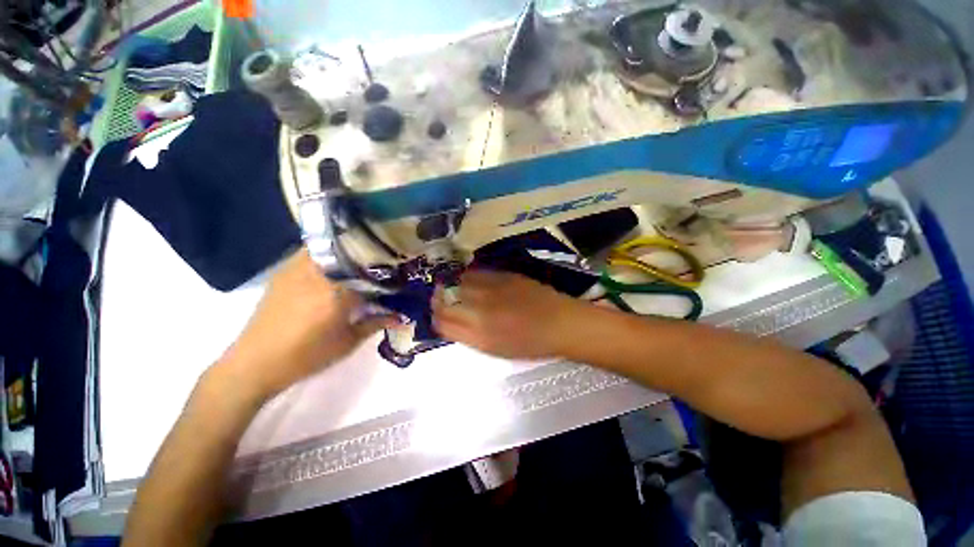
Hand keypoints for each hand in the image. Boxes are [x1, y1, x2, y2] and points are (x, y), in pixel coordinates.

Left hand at [216, 250, 398, 399]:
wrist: (254, 364)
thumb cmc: (306, 356)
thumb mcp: (348, 342)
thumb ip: (376, 323)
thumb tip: (402, 317)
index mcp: (335, 292)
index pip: (368, 270)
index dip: (384, 267)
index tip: (396, 269)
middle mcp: (315, 274)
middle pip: (348, 251)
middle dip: (366, 253)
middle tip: (381, 260)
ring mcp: (295, 270)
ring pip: (328, 247)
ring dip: (346, 251)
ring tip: (360, 260)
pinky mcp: (283, 273)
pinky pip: (310, 253)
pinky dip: (327, 254)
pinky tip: (334, 267)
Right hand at [432, 270, 583, 359]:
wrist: (560, 323)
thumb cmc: (531, 344)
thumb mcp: (497, 350)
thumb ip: (471, 336)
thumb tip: (452, 322)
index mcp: (478, 336)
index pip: (442, 323)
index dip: (436, 318)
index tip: (438, 315)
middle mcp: (480, 312)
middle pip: (445, 301)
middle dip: (438, 299)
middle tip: (440, 299)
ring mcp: (491, 291)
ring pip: (457, 283)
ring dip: (451, 285)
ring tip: (453, 286)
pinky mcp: (502, 276)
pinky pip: (475, 273)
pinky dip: (468, 276)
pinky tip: (470, 279)